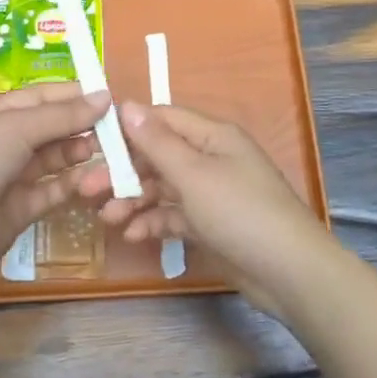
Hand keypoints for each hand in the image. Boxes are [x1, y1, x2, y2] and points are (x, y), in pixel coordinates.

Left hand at [0, 83, 110, 295]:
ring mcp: (10, 178)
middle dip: (79, 124)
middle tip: (116, 126)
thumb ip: (62, 115)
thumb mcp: (16, 127)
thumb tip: (105, 97)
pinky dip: (72, 184)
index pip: (39, 97)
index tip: (107, 96)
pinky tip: (95, 178)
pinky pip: (52, 191)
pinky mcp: (20, 210)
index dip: (72, 95)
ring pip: (52, 159)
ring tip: (107, 149)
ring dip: (78, 152)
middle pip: (48, 127)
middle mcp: (2, 143)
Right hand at [93, 101, 342, 316]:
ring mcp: (212, 192)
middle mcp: (211, 158)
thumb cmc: (240, 212)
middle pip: (158, 156)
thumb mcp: (193, 174)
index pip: (162, 119)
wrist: (290, 273)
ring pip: (163, 188)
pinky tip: (133, 236)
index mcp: (211, 136)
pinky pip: (175, 215)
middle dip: (123, 172)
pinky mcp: (212, 224)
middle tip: (86, 190)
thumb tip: (126, 104)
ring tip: (106, 219)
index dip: (127, 129)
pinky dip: (154, 222)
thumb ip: (157, 141)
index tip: (92, 144)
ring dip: (134, 200)